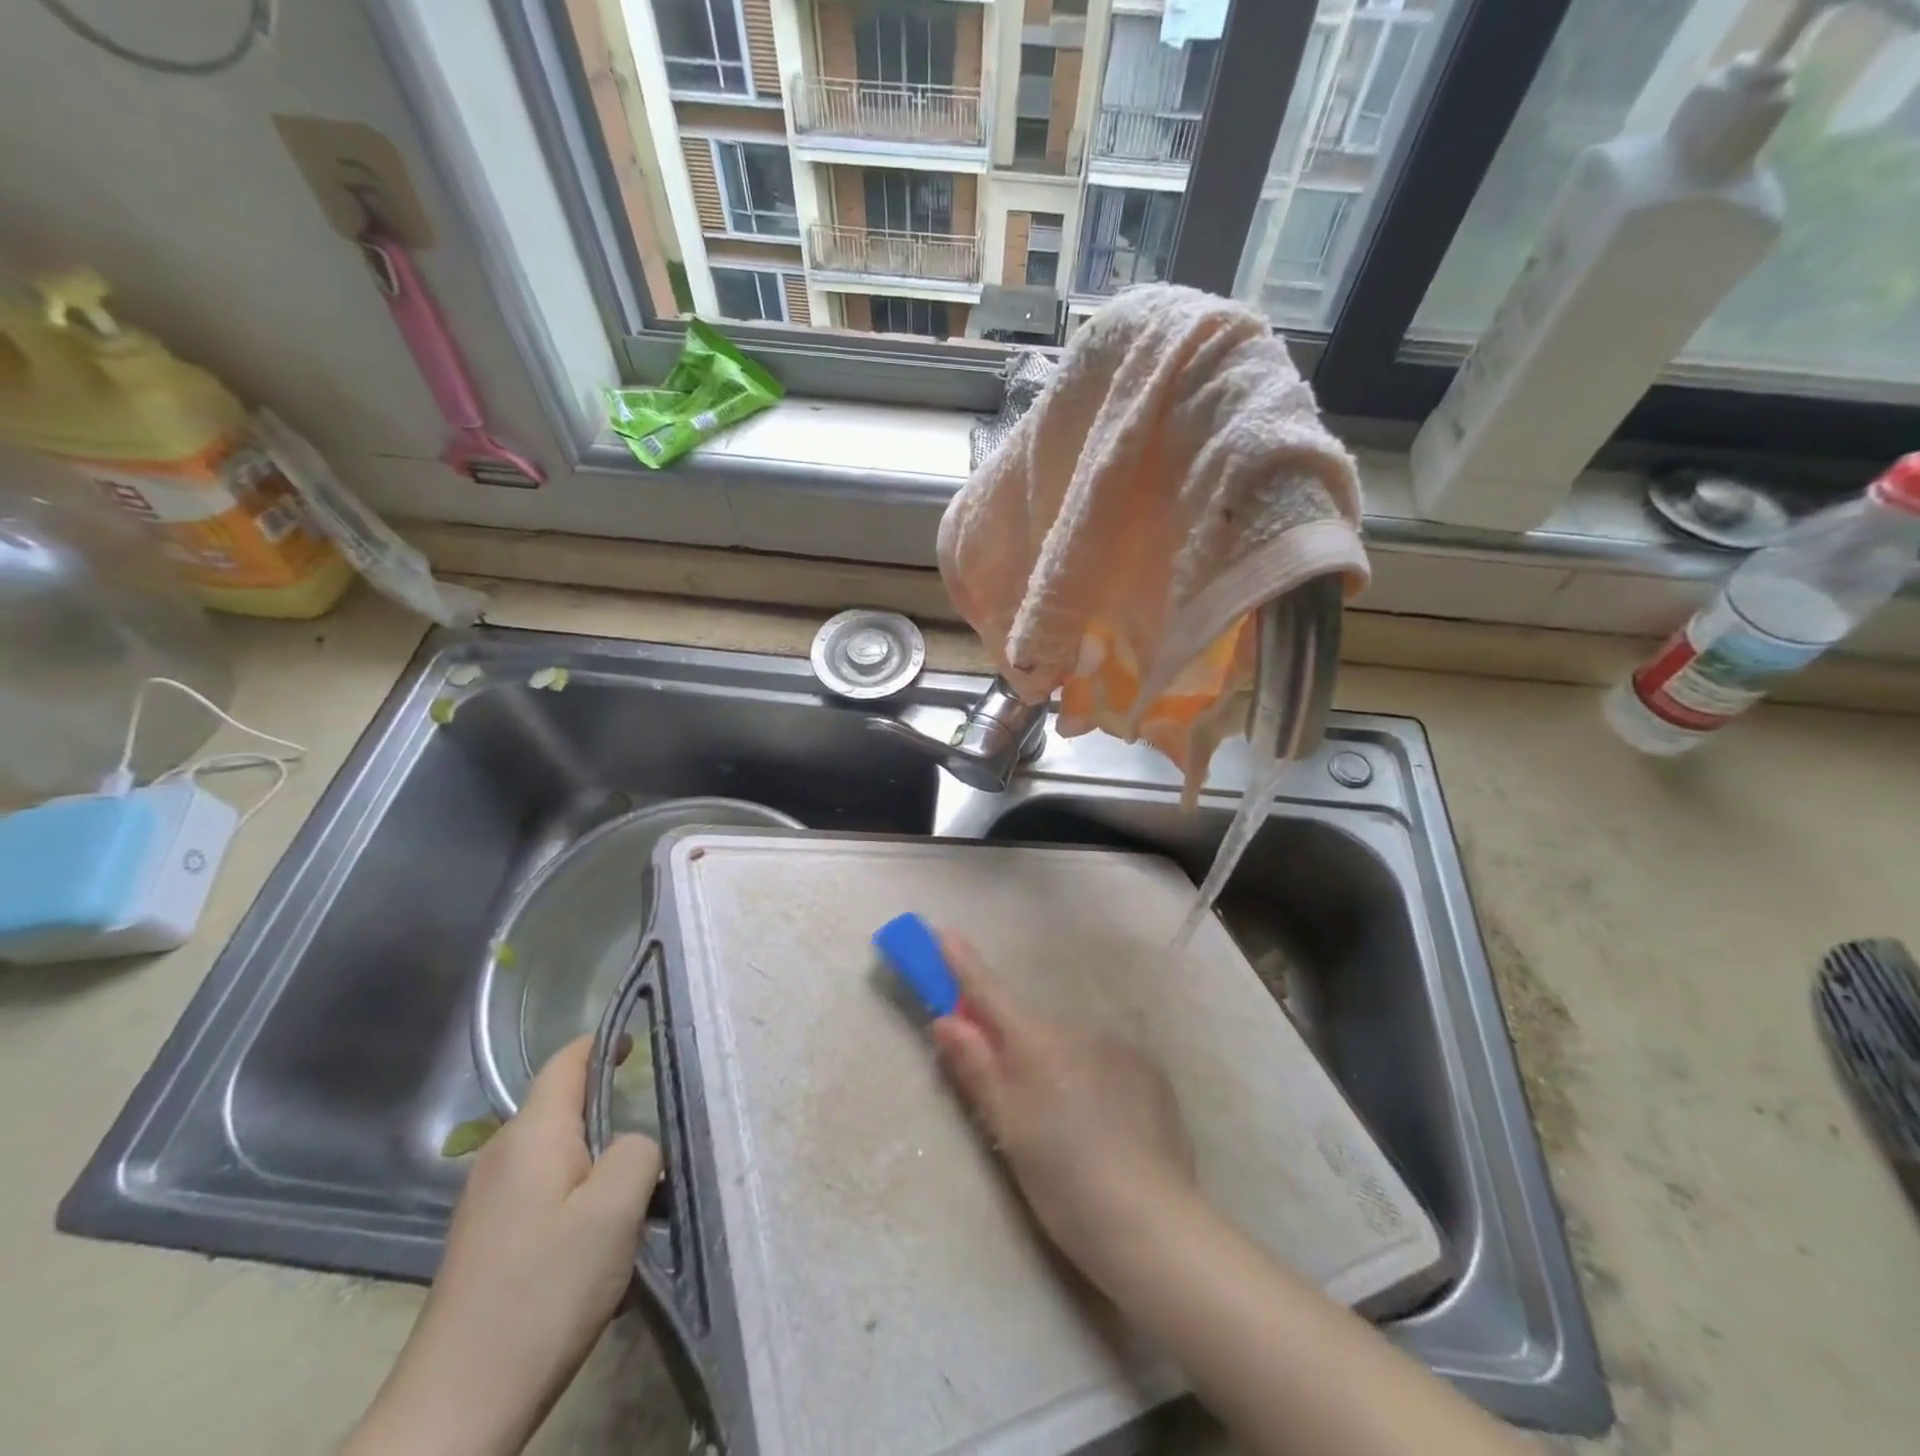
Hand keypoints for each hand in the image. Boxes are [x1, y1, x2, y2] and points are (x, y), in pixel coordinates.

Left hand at [346, 1036, 660, 1455]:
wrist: (458, 1406)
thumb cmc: (544, 1291)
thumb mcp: (615, 1208)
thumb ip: (638, 1151)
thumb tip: (632, 1143)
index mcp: (531, 1134)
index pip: (569, 1060)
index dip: (606, 1042)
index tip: (644, 1043)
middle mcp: (502, 1155)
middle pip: (564, 1105)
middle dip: (611, 1106)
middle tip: (660, 1123)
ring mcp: (489, 1200)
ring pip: (559, 1152)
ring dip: (600, 1158)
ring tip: (640, 1188)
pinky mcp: (488, 1239)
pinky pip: (546, 1190)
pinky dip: (580, 1194)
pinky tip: (602, 1237)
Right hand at [930, 932, 1195, 1286]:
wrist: (1152, 1224)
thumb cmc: (1063, 1180)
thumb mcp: (1008, 1128)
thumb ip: (976, 1068)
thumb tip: (945, 1019)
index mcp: (1037, 1042)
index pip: (988, 993)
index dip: (962, 963)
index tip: (944, 932)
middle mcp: (1078, 1029)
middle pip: (1030, 1028)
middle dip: (1014, 1047)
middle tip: (1012, 1102)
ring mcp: (1118, 1047)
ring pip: (1069, 1048)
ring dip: (1057, 1069)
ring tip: (1068, 1130)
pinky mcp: (1149, 1071)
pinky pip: (1104, 1064)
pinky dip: (1092, 1082)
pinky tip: (1103, 1129)